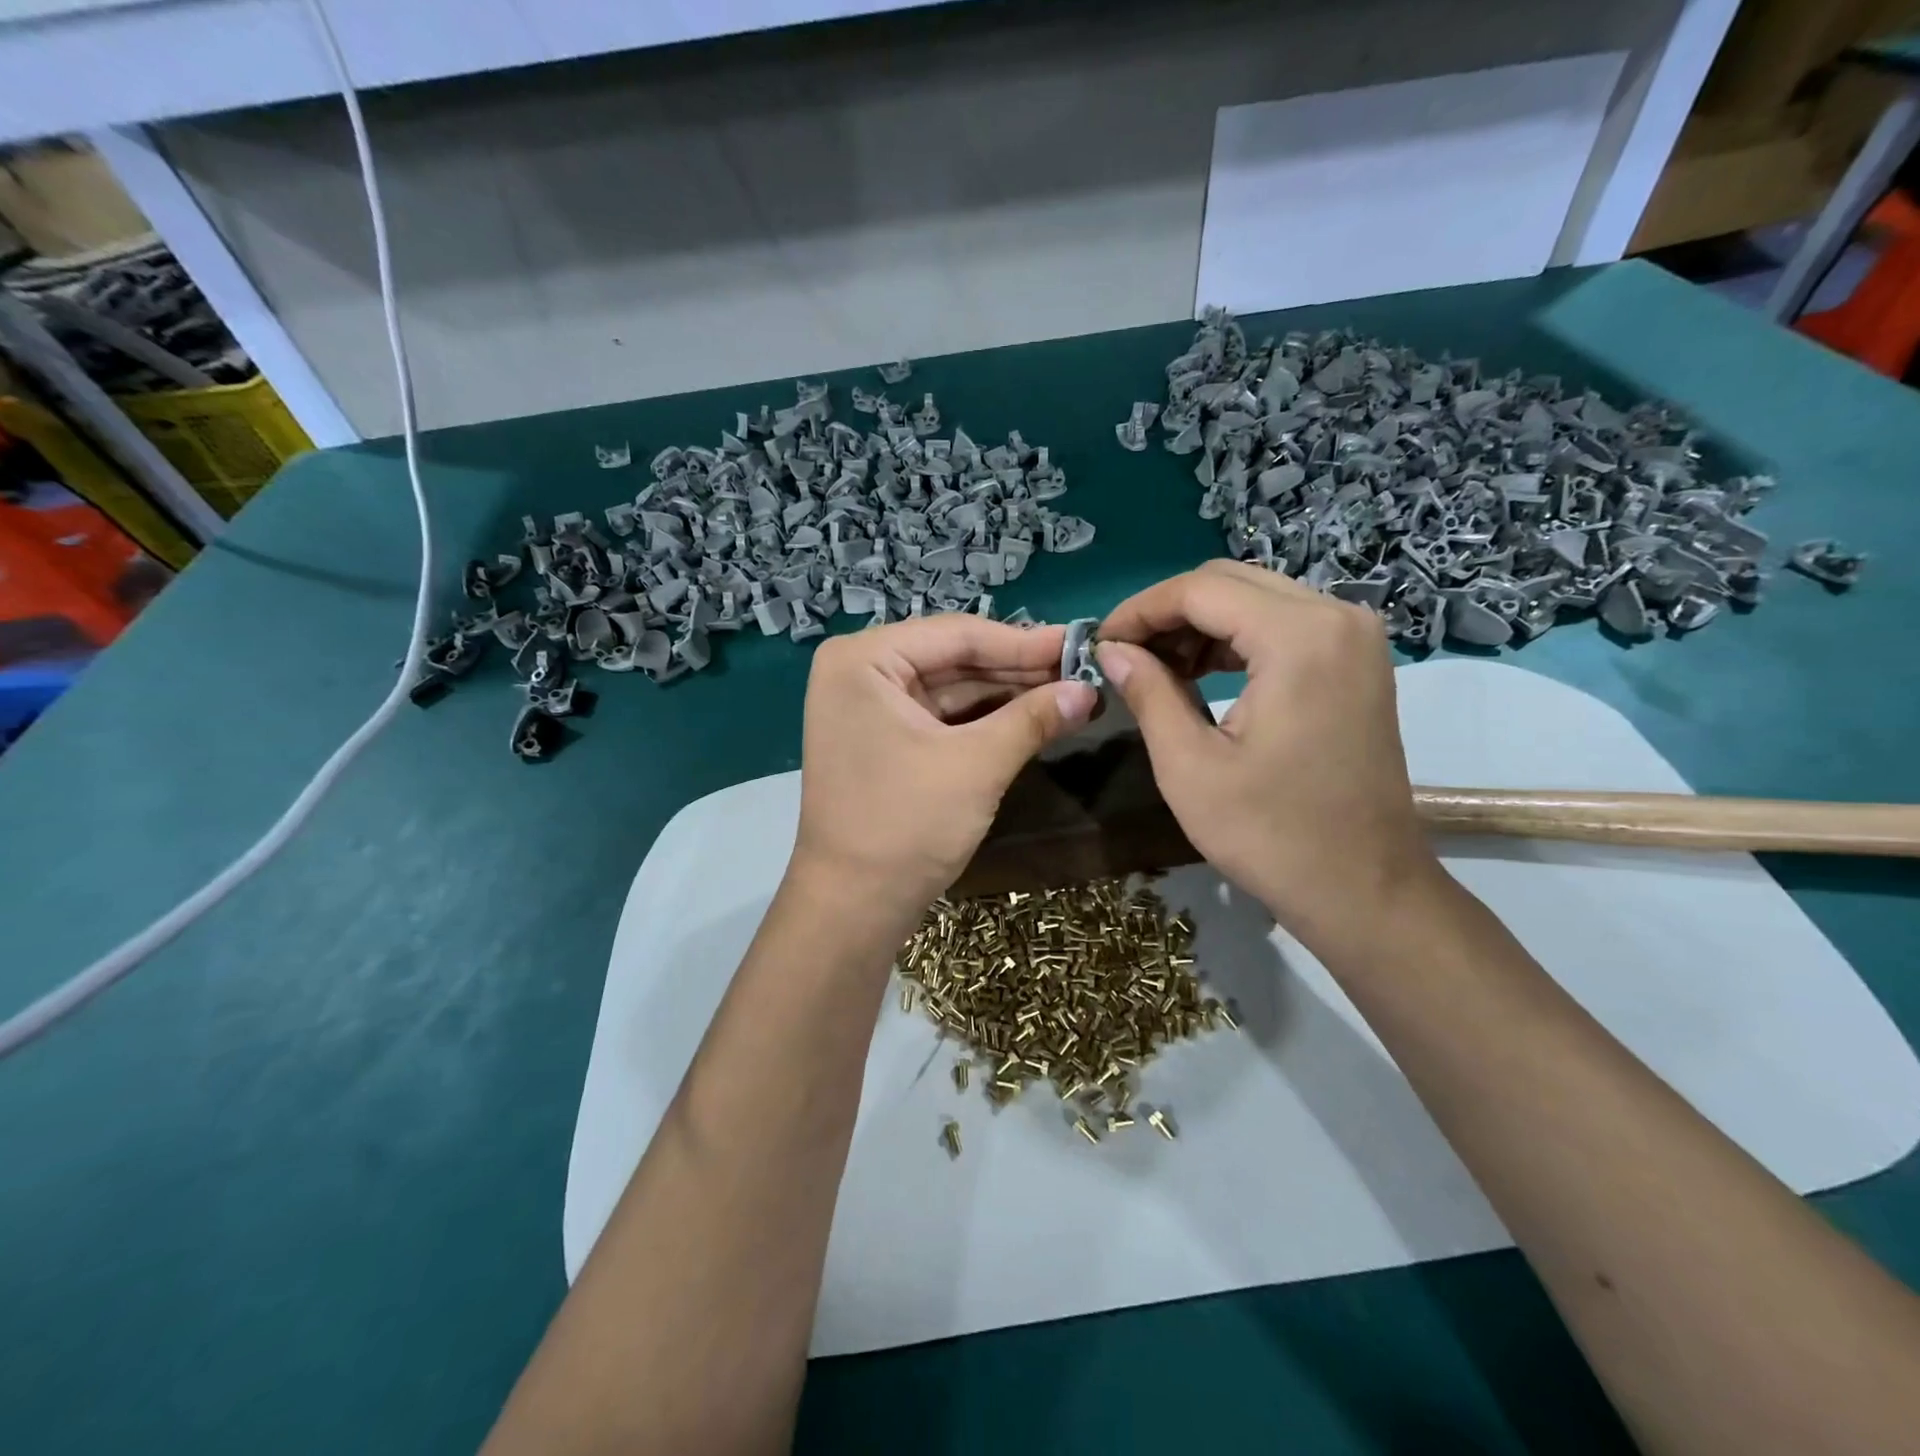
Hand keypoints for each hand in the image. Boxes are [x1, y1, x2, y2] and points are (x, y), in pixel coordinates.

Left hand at [791, 615, 1096, 926]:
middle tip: (1082, 670)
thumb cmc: (906, 824)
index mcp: (864, 660)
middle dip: (1018, 669)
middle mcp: (859, 673)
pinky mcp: (883, 741)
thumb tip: (1089, 690)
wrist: (854, 907)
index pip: (957, 634)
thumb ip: (1034, 718)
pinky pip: (941, 718)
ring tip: (1069, 693)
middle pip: (954, 659)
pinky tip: (1033, 717)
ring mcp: (868, 709)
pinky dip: (984, 720)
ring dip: (1007, 695)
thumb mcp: (977, 764)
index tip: (1079, 644)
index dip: (1024, 642)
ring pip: (951, 689)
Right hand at [1096, 560, 1437, 950]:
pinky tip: (1199, 673)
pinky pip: (1283, 624)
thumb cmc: (1271, 835)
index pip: (1200, 590)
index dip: (1139, 610)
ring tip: (1154, 668)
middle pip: (1229, 582)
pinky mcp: (1357, 660)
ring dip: (1199, 624)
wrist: (1363, 888)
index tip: (1098, 642)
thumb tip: (1111, 650)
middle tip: (1122, 655)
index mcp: (1298, 637)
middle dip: (1167, 613)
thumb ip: (1148, 692)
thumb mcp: (1189, 766)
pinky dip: (1234, 639)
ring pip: (1255, 599)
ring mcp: (1354, 636)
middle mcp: (1336, 617)